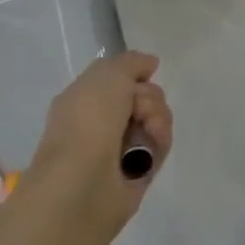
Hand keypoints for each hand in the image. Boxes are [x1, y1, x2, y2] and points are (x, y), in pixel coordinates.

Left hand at [31, 52, 172, 238]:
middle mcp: (100, 123)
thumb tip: (150, 65)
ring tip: (149, 128)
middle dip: (149, 96)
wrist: (83, 182)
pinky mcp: (138, 171)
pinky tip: (152, 144)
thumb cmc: (89, 121)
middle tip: (138, 108)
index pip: (118, 78)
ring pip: (154, 117)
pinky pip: (160, 143)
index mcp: (84, 100)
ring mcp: (119, 148)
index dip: (134, 73)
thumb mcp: (109, 73)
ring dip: (157, 116)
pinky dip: (160, 138)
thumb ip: (132, 62)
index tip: (145, 73)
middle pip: (142, 96)